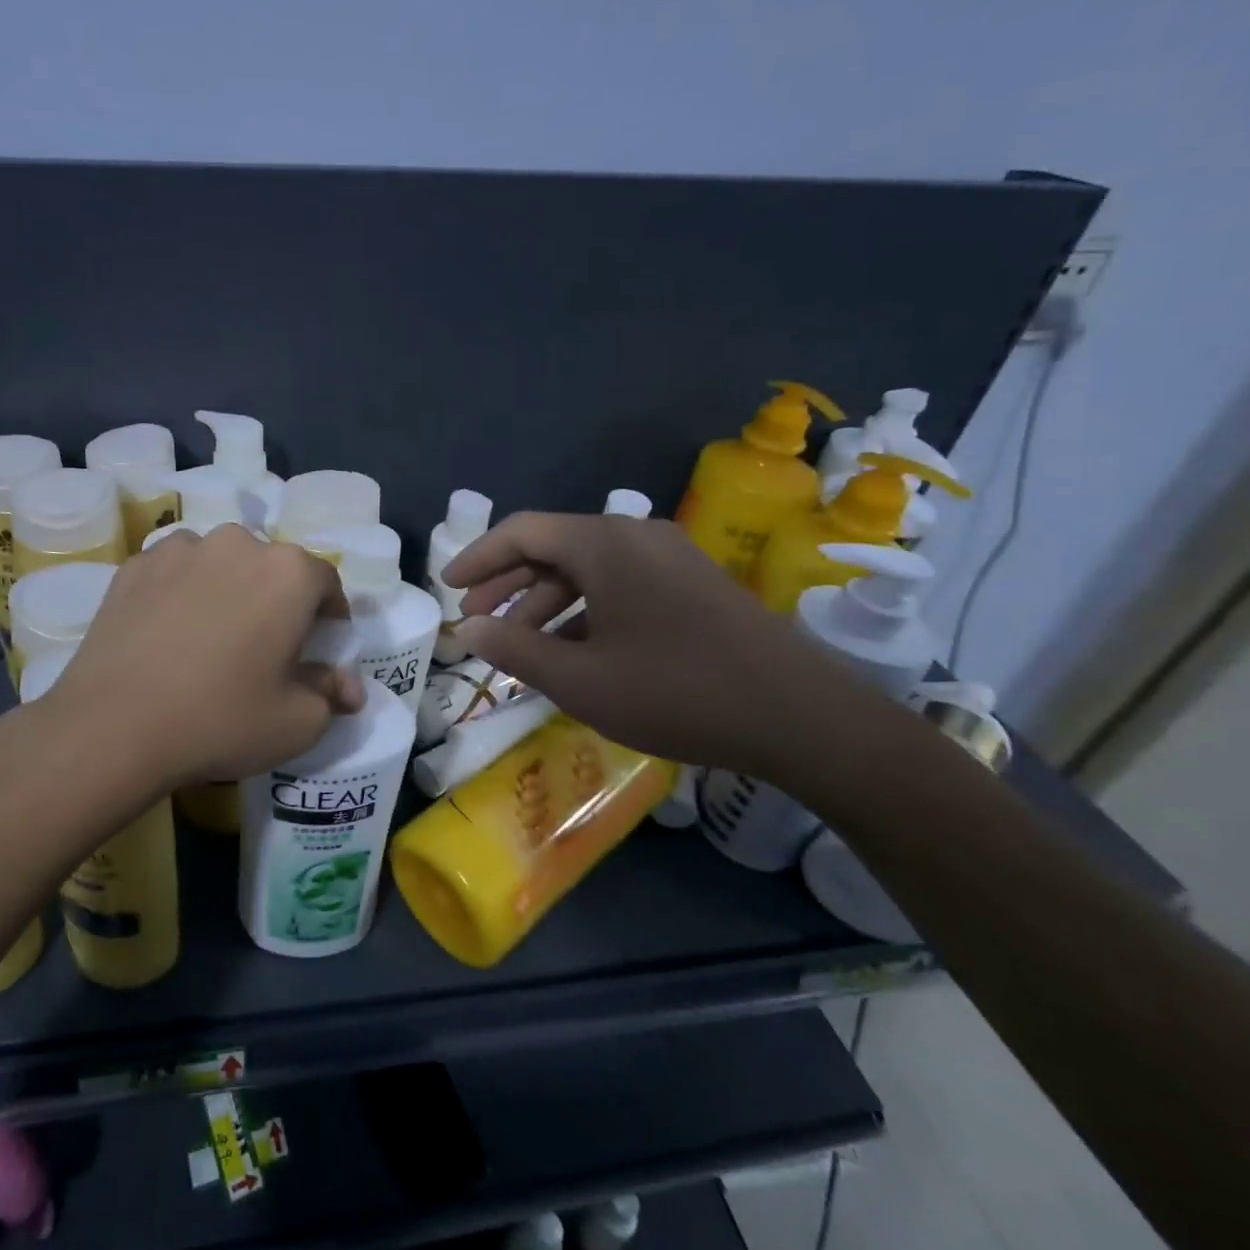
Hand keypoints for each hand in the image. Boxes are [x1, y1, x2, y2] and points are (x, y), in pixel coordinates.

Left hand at [40, 526, 365, 790]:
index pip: (326, 583)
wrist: (114, 725)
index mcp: (288, 572)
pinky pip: (175, 573)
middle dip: (276, 601)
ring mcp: (181, 548)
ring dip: (227, 591)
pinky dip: (181, 593)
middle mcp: (237, 543)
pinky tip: (167, 634)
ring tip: (210, 638)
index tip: (319, 647)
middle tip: (263, 647)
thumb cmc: (221, 719)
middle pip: (272, 568)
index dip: (329, 616)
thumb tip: (349, 687)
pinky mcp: (135, 564)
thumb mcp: (296, 722)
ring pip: (221, 565)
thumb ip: (332, 695)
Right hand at [444, 512, 881, 782]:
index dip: (477, 557)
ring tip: (519, 643)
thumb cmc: (675, 691)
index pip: (521, 531)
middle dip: (508, 582)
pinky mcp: (692, 583)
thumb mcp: (579, 678)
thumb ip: (513, 648)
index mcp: (603, 544)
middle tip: (476, 618)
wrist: (802, 717)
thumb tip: (466, 629)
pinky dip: (585, 609)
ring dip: (546, 601)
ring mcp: (669, 557)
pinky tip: (573, 649)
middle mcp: (634, 536)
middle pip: (552, 546)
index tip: (447, 586)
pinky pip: (620, 583)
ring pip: (587, 568)